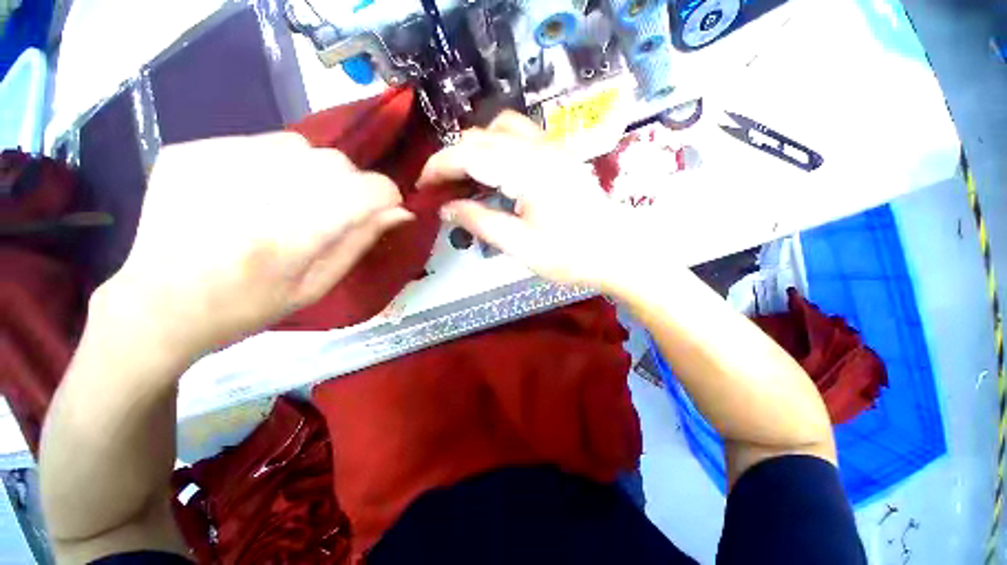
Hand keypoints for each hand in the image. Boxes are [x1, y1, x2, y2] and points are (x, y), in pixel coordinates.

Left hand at [95, 133, 411, 359]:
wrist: (157, 306)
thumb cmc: (247, 307)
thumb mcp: (317, 286)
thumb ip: (360, 242)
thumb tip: (401, 212)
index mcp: (290, 238)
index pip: (367, 190)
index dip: (385, 197)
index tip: (383, 209)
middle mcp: (254, 194)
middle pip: (336, 163)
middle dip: (350, 186)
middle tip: (332, 213)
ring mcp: (213, 165)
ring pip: (300, 146)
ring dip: (311, 173)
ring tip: (291, 201)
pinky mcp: (189, 152)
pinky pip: (257, 142)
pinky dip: (272, 164)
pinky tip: (252, 192)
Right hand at [418, 111, 639, 291]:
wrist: (617, 251)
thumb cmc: (571, 255)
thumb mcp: (521, 246)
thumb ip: (480, 222)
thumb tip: (446, 209)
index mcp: (527, 171)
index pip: (469, 154)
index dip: (439, 167)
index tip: (423, 187)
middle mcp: (539, 148)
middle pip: (481, 137)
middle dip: (453, 159)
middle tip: (443, 190)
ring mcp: (552, 148)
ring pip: (500, 129)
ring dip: (476, 149)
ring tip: (468, 179)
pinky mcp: (559, 155)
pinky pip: (520, 136)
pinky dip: (497, 148)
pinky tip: (496, 173)